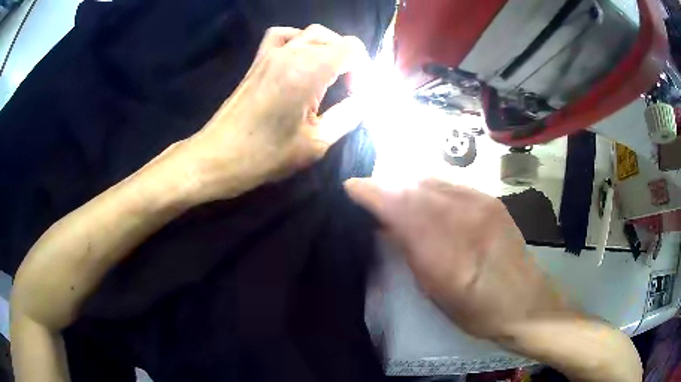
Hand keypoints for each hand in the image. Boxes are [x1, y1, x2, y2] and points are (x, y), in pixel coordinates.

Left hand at [160, 25, 368, 201]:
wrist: (218, 156)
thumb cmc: (266, 155)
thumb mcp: (316, 143)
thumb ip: (348, 116)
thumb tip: (365, 101)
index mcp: (308, 70)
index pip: (351, 47)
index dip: (363, 68)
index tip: (357, 93)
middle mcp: (290, 53)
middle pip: (333, 38)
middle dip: (348, 60)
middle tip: (347, 88)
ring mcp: (270, 54)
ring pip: (310, 33)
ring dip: (326, 48)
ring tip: (327, 73)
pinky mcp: (257, 61)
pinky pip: (282, 36)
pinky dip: (297, 41)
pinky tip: (298, 59)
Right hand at [345, 178, 570, 339]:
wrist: (525, 302)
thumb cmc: (476, 311)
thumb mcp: (436, 292)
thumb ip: (411, 252)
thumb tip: (386, 224)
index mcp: (445, 253)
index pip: (400, 207)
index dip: (372, 192)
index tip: (350, 187)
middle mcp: (464, 220)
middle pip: (413, 187)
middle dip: (386, 186)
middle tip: (370, 195)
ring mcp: (481, 205)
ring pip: (431, 181)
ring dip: (406, 184)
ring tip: (394, 195)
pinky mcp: (491, 200)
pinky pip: (450, 184)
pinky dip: (429, 186)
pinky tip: (425, 197)